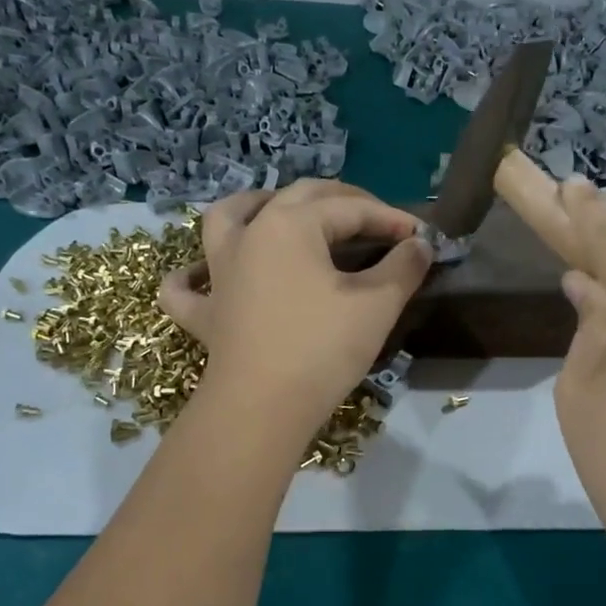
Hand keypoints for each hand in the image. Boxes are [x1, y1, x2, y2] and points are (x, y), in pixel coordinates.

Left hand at [158, 181, 431, 430]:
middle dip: (341, 201)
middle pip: (296, 197)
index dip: (390, 219)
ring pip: (226, 218)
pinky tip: (202, 275)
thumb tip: (420, 245)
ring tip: (275, 207)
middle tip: (375, 218)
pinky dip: (191, 275)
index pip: (350, 209)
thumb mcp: (377, 305)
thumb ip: (404, 267)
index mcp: (291, 224)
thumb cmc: (323, 348)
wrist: (262, 408)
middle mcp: (249, 235)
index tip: (420, 237)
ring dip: (254, 204)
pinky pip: (184, 286)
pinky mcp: (203, 313)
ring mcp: (218, 273)